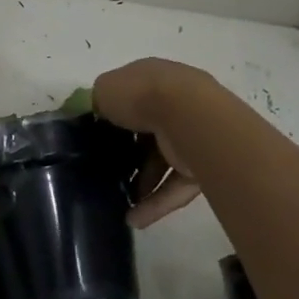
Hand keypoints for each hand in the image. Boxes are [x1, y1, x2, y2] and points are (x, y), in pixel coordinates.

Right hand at [92, 59, 218, 229]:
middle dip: (130, 152)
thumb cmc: (142, 95)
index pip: (133, 96)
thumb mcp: (105, 90)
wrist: (188, 117)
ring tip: (120, 201)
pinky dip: (156, 204)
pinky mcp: (201, 165)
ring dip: (142, 183)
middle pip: (148, 131)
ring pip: (162, 162)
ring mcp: (190, 134)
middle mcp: (174, 103)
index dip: (115, 114)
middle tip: (108, 170)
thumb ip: (98, 101)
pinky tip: (134, 219)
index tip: (97, 135)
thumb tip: (97, 112)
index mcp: (153, 79)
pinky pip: (174, 187)